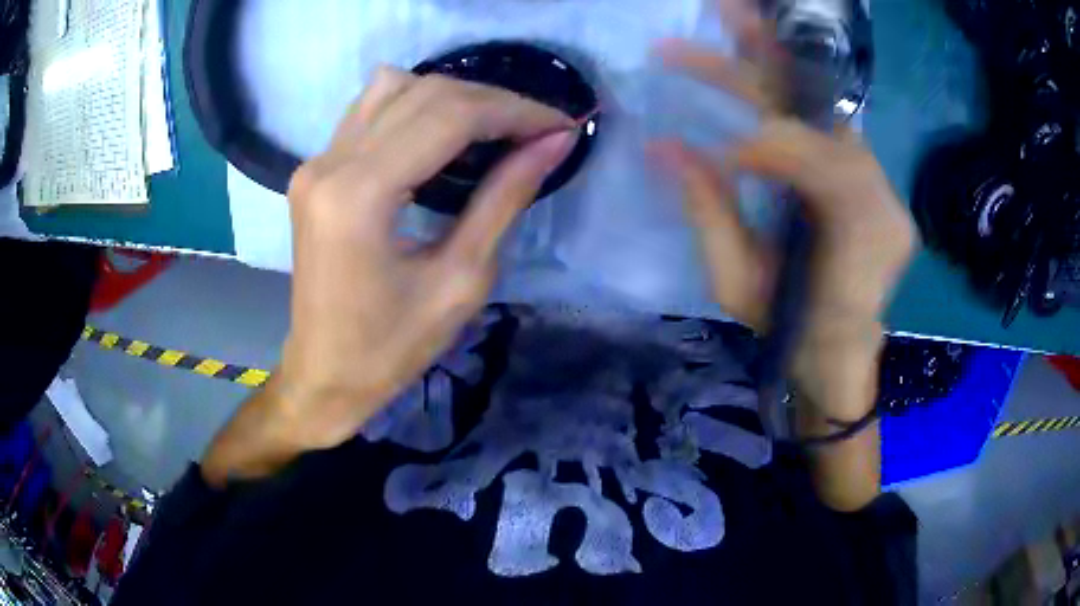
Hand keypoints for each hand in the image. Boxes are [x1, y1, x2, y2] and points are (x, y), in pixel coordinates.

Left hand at [210, 67, 577, 477]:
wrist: (324, 373)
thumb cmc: (391, 348)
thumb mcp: (462, 279)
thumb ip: (505, 198)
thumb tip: (553, 143)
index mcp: (360, 196)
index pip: (450, 116)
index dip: (515, 111)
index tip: (561, 124)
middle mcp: (330, 163)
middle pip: (425, 92)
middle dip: (493, 102)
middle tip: (538, 129)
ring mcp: (316, 161)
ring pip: (395, 87)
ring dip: (454, 97)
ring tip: (495, 128)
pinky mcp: (314, 168)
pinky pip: (372, 109)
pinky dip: (417, 106)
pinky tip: (444, 135)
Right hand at [658, 2, 916, 423]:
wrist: (842, 355)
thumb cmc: (792, 332)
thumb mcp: (739, 284)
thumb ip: (708, 213)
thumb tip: (664, 146)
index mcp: (857, 239)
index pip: (816, 161)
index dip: (766, 143)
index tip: (715, 148)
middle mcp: (880, 194)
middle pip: (824, 110)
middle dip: (768, 59)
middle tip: (721, 11)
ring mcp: (879, 179)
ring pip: (826, 103)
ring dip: (777, 57)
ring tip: (733, 17)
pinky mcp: (867, 173)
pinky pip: (827, 118)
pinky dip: (792, 85)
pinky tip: (761, 60)